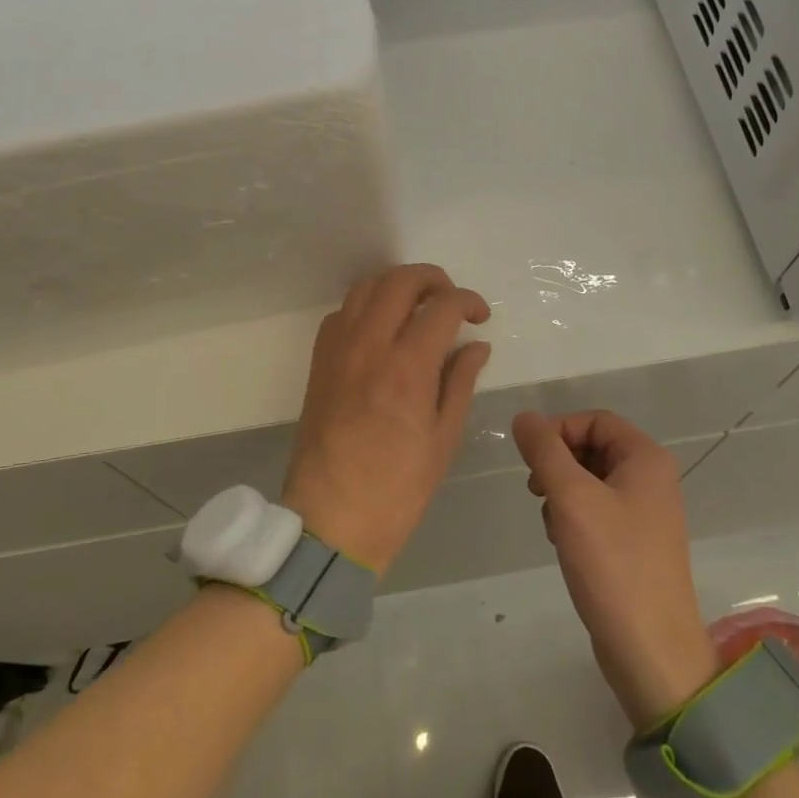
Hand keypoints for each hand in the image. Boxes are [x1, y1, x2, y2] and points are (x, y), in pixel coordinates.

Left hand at [283, 264, 491, 577]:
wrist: (331, 518)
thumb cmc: (397, 487)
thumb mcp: (443, 438)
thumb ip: (459, 381)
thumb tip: (476, 344)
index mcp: (407, 368)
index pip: (442, 307)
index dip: (468, 301)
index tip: (480, 316)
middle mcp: (369, 346)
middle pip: (400, 280)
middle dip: (433, 279)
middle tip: (451, 300)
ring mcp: (338, 350)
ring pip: (366, 287)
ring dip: (397, 285)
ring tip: (418, 307)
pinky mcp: (319, 361)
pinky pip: (341, 312)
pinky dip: (366, 306)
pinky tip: (381, 329)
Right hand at [514, 410, 718, 729]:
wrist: (650, 650)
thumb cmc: (613, 564)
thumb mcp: (571, 498)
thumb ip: (544, 451)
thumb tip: (523, 417)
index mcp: (646, 459)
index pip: (593, 420)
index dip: (558, 431)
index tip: (531, 462)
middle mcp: (651, 479)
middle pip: (592, 448)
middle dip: (557, 465)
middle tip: (536, 492)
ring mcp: (645, 513)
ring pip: (590, 481)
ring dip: (562, 494)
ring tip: (552, 525)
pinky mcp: (634, 544)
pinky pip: (597, 512)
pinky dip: (574, 519)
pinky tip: (563, 543)